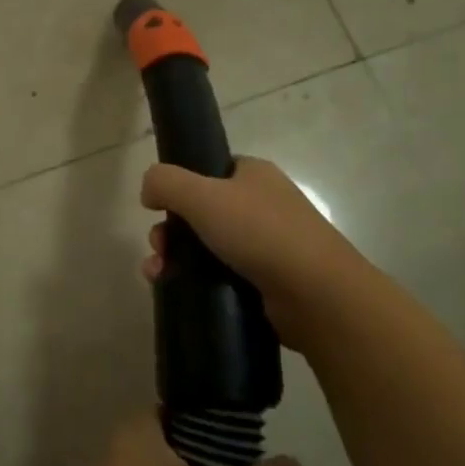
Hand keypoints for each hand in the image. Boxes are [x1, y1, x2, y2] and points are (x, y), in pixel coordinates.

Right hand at [140, 156, 366, 336]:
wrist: (316, 295)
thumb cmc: (260, 233)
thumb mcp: (202, 195)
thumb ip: (165, 182)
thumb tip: (148, 190)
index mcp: (254, 175)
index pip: (209, 171)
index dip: (179, 186)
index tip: (159, 208)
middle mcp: (262, 205)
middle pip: (200, 211)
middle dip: (170, 229)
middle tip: (159, 247)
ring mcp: (267, 244)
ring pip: (206, 245)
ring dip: (175, 257)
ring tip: (159, 274)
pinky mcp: (265, 281)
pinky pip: (220, 275)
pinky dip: (195, 280)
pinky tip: (176, 289)